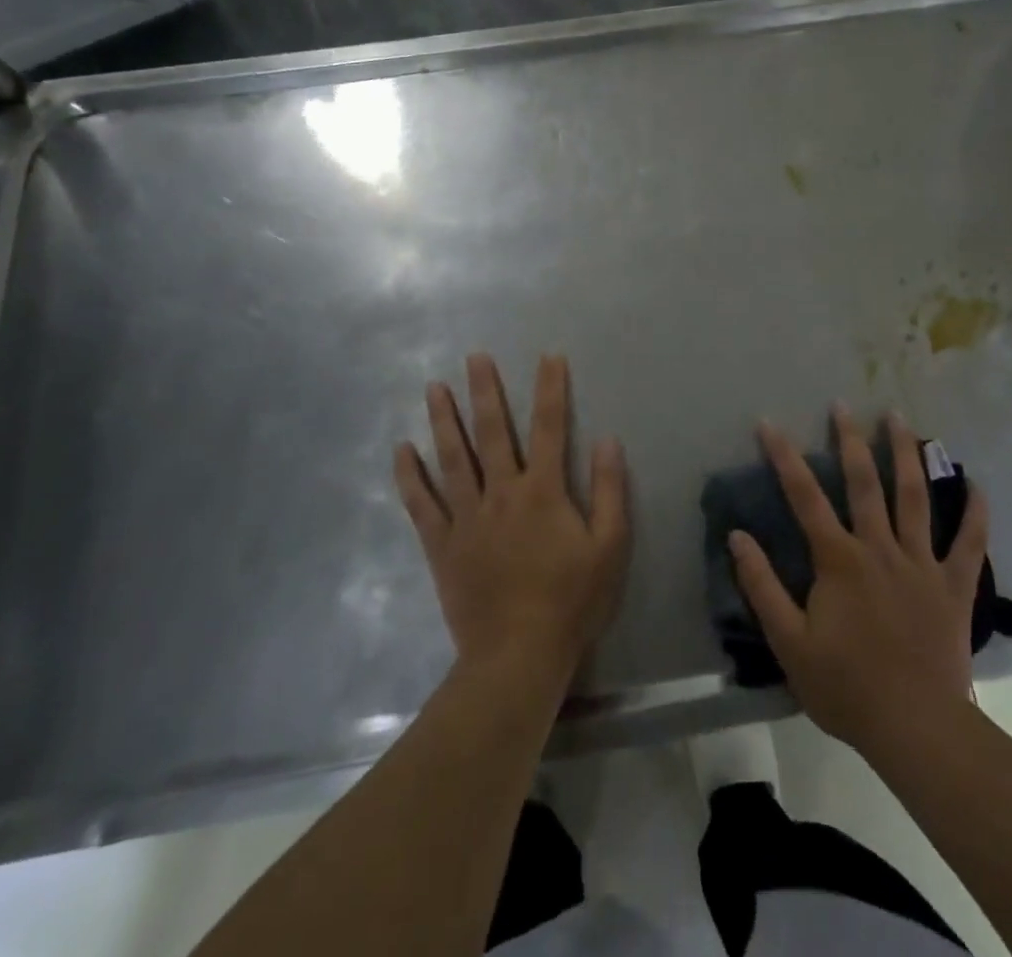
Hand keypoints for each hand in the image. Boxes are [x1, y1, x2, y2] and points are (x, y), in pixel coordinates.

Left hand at [395, 353, 630, 689]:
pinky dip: (410, 476)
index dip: (551, 389)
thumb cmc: (571, 601)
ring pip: (452, 458)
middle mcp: (502, 493)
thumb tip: (608, 439)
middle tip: (474, 357)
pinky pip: (421, 504)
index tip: (549, 356)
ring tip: (433, 387)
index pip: (550, 427)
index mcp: (543, 491)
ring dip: (443, 420)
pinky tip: (402, 450)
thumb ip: (610, 490)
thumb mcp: (610, 546)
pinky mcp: (442, 545)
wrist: (517, 655)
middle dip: (485, 391)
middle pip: (492, 432)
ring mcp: (466, 517)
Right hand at [730, 405, 987, 759]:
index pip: (804, 497)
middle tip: (844, 404)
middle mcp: (880, 548)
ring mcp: (921, 563)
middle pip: (864, 483)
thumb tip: (737, 536)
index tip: (769, 424)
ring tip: (899, 418)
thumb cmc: (845, 686)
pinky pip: (969, 542)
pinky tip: (973, 481)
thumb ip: (761, 586)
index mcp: (839, 560)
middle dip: (850, 439)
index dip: (784, 457)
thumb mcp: (789, 642)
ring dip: (906, 453)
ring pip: (914, 497)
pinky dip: (973, 511)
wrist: (915, 728)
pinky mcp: (954, 585)